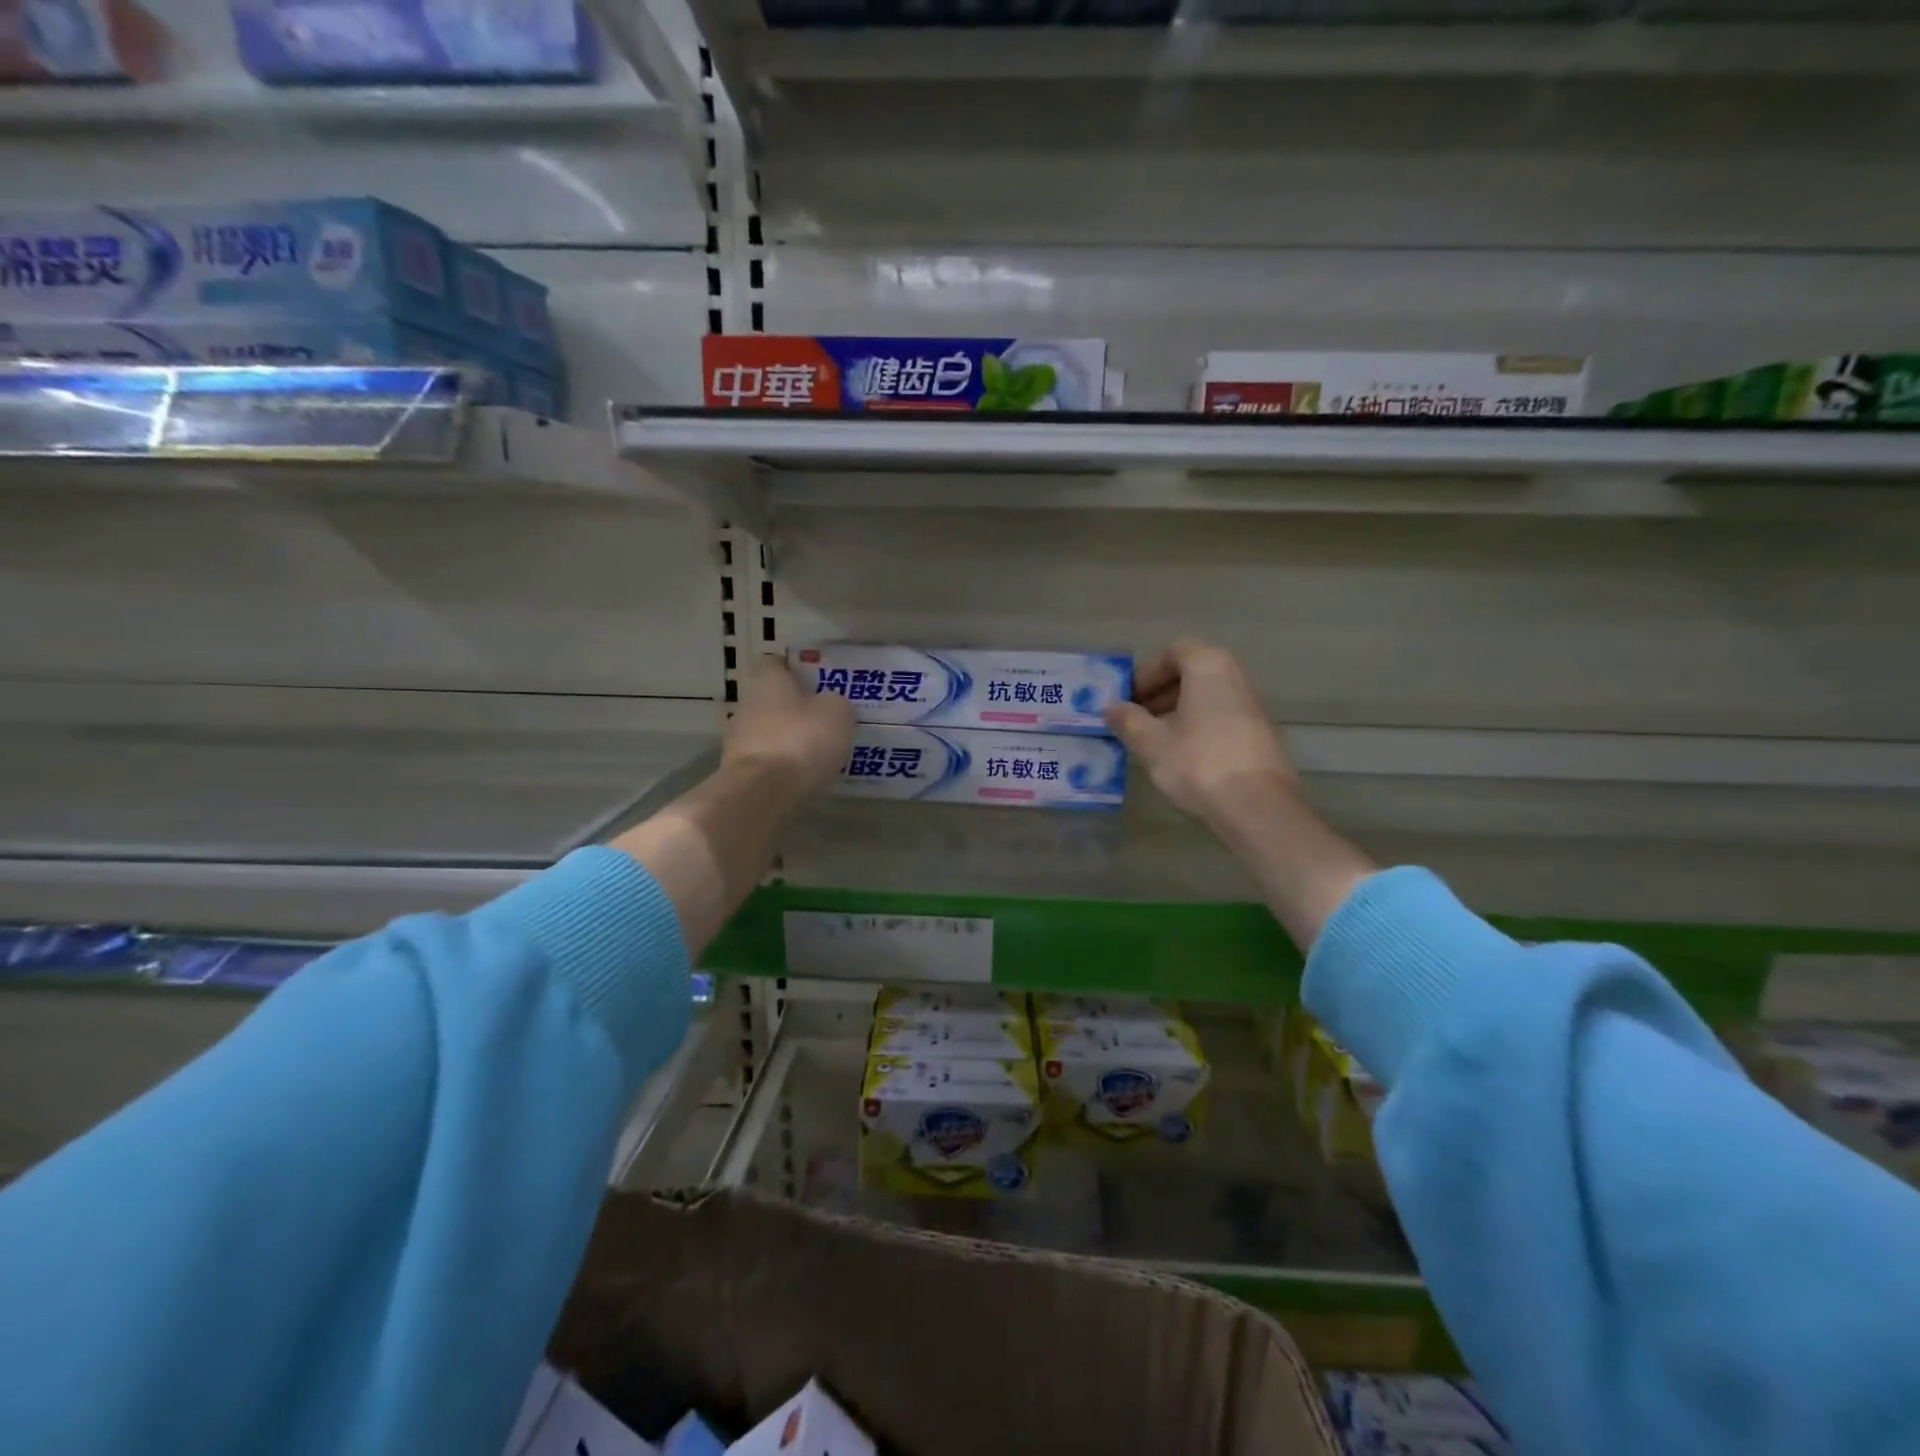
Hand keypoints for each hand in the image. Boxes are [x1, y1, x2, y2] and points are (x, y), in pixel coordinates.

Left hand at [722, 655, 854, 798]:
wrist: (763, 794)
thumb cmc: (801, 740)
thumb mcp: (837, 712)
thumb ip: (835, 702)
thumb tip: (829, 705)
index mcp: (767, 680)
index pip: (776, 662)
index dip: (797, 669)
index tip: (819, 682)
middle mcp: (746, 704)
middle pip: (773, 698)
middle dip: (796, 707)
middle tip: (825, 718)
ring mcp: (738, 739)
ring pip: (769, 730)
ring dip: (789, 738)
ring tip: (819, 751)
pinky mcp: (739, 771)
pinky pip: (768, 759)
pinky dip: (784, 764)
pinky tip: (805, 775)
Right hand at [1104, 639, 1295, 823]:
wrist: (1257, 807)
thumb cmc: (1198, 763)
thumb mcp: (1152, 743)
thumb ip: (1128, 720)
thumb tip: (1110, 707)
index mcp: (1209, 667)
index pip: (1173, 652)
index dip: (1146, 673)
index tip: (1128, 699)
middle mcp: (1235, 677)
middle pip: (1192, 673)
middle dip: (1160, 693)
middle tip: (1136, 719)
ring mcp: (1252, 706)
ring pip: (1207, 697)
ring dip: (1178, 712)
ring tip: (1154, 741)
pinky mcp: (1261, 734)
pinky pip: (1221, 717)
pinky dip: (1199, 727)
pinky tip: (1182, 757)